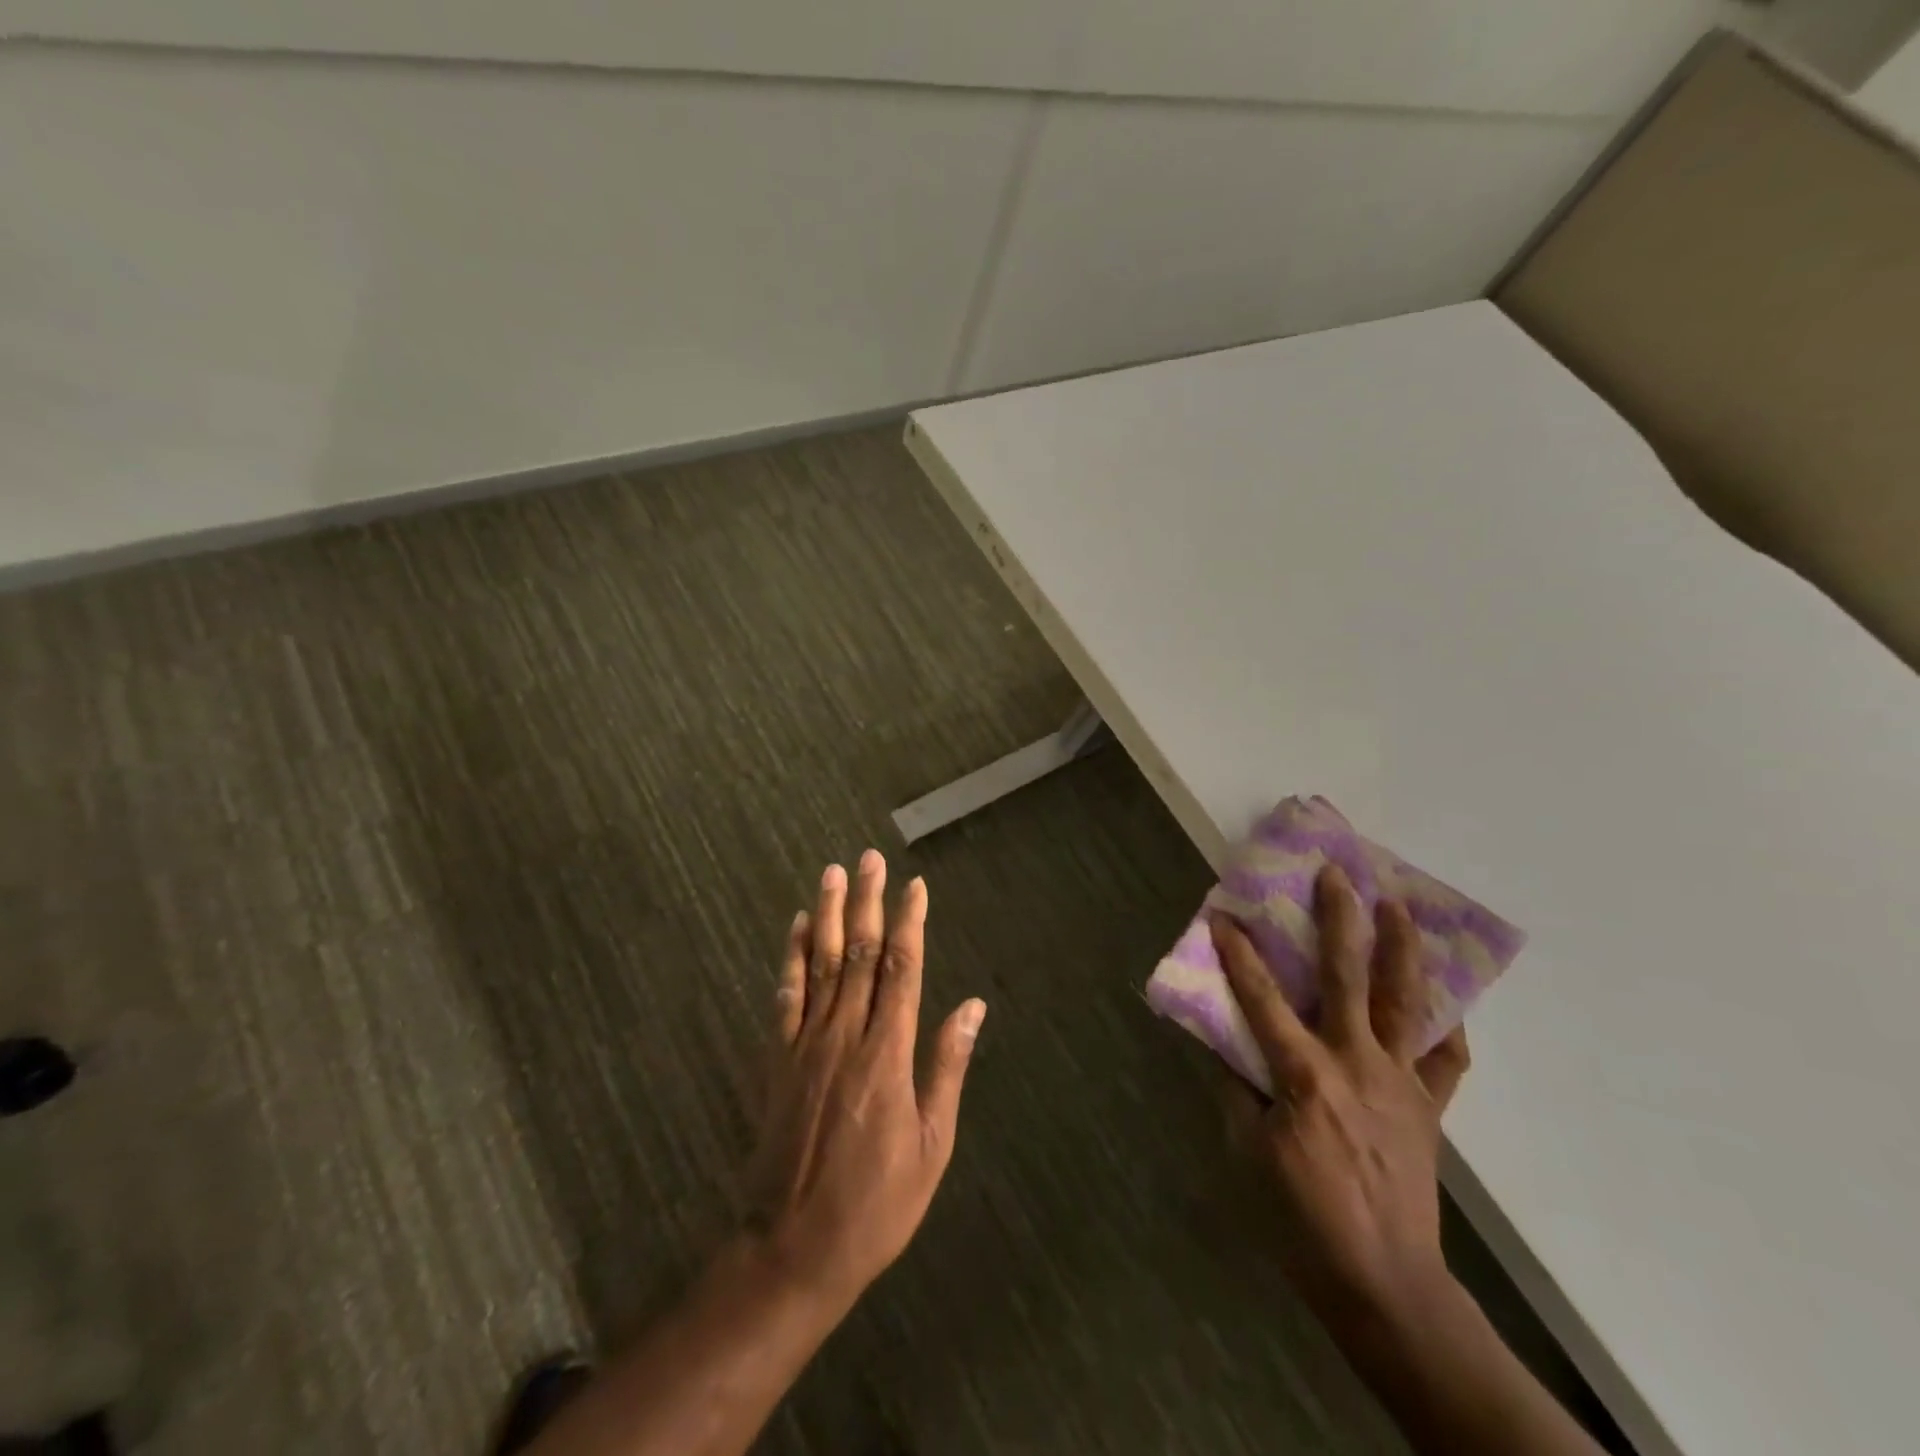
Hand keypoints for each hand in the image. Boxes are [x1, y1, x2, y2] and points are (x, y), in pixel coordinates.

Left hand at [744, 850, 985, 1307]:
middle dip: (867, 902)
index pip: (902, 970)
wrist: (795, 1248)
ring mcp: (806, 1045)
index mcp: (888, 1054)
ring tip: (833, 873)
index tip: (915, 887)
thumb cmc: (878, 1202)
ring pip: (820, 965)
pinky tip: (797, 928)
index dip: (909, 923)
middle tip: (870, 858)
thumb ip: (946, 1067)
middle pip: (859, 954)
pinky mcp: (778, 1061)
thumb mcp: (932, 1144)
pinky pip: (785, 997)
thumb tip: (971, 1007)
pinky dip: (791, 958)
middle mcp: (845, 1036)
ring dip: (828, 915)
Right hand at [1213, 864, 1470, 1338]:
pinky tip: (1442, 997)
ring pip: (1405, 1002)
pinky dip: (1445, 1023)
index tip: (1224, 916)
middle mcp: (1356, 1063)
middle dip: (1340, 920)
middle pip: (1347, 978)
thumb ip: (1236, 1088)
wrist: (1383, 1280)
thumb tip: (1225, 1043)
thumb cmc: (1301, 1216)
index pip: (1262, 1000)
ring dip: (1402, 949)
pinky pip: (1445, 1057)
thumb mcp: (1248, 1150)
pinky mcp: (1428, 1106)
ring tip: (1399, 905)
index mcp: (1305, 1075)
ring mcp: (1400, 1082)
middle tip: (1337, 873)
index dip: (1239, 955)